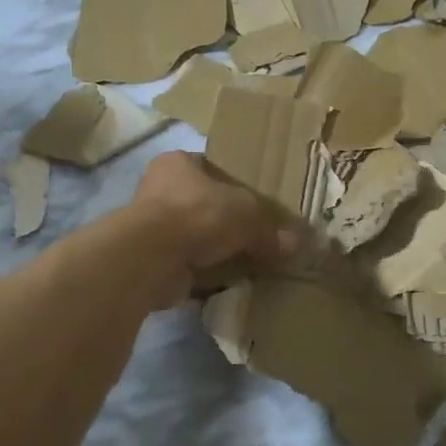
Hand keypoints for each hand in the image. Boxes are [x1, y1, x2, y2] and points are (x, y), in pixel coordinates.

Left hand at [129, 152, 295, 307]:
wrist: (152, 258)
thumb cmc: (198, 214)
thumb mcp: (247, 214)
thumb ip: (269, 230)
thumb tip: (294, 244)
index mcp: (177, 163)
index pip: (210, 167)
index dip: (234, 183)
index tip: (255, 202)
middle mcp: (158, 189)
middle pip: (202, 203)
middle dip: (225, 221)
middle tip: (254, 235)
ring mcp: (151, 227)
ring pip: (193, 236)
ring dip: (213, 250)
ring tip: (244, 261)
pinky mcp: (150, 260)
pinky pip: (186, 264)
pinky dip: (203, 273)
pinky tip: (226, 282)